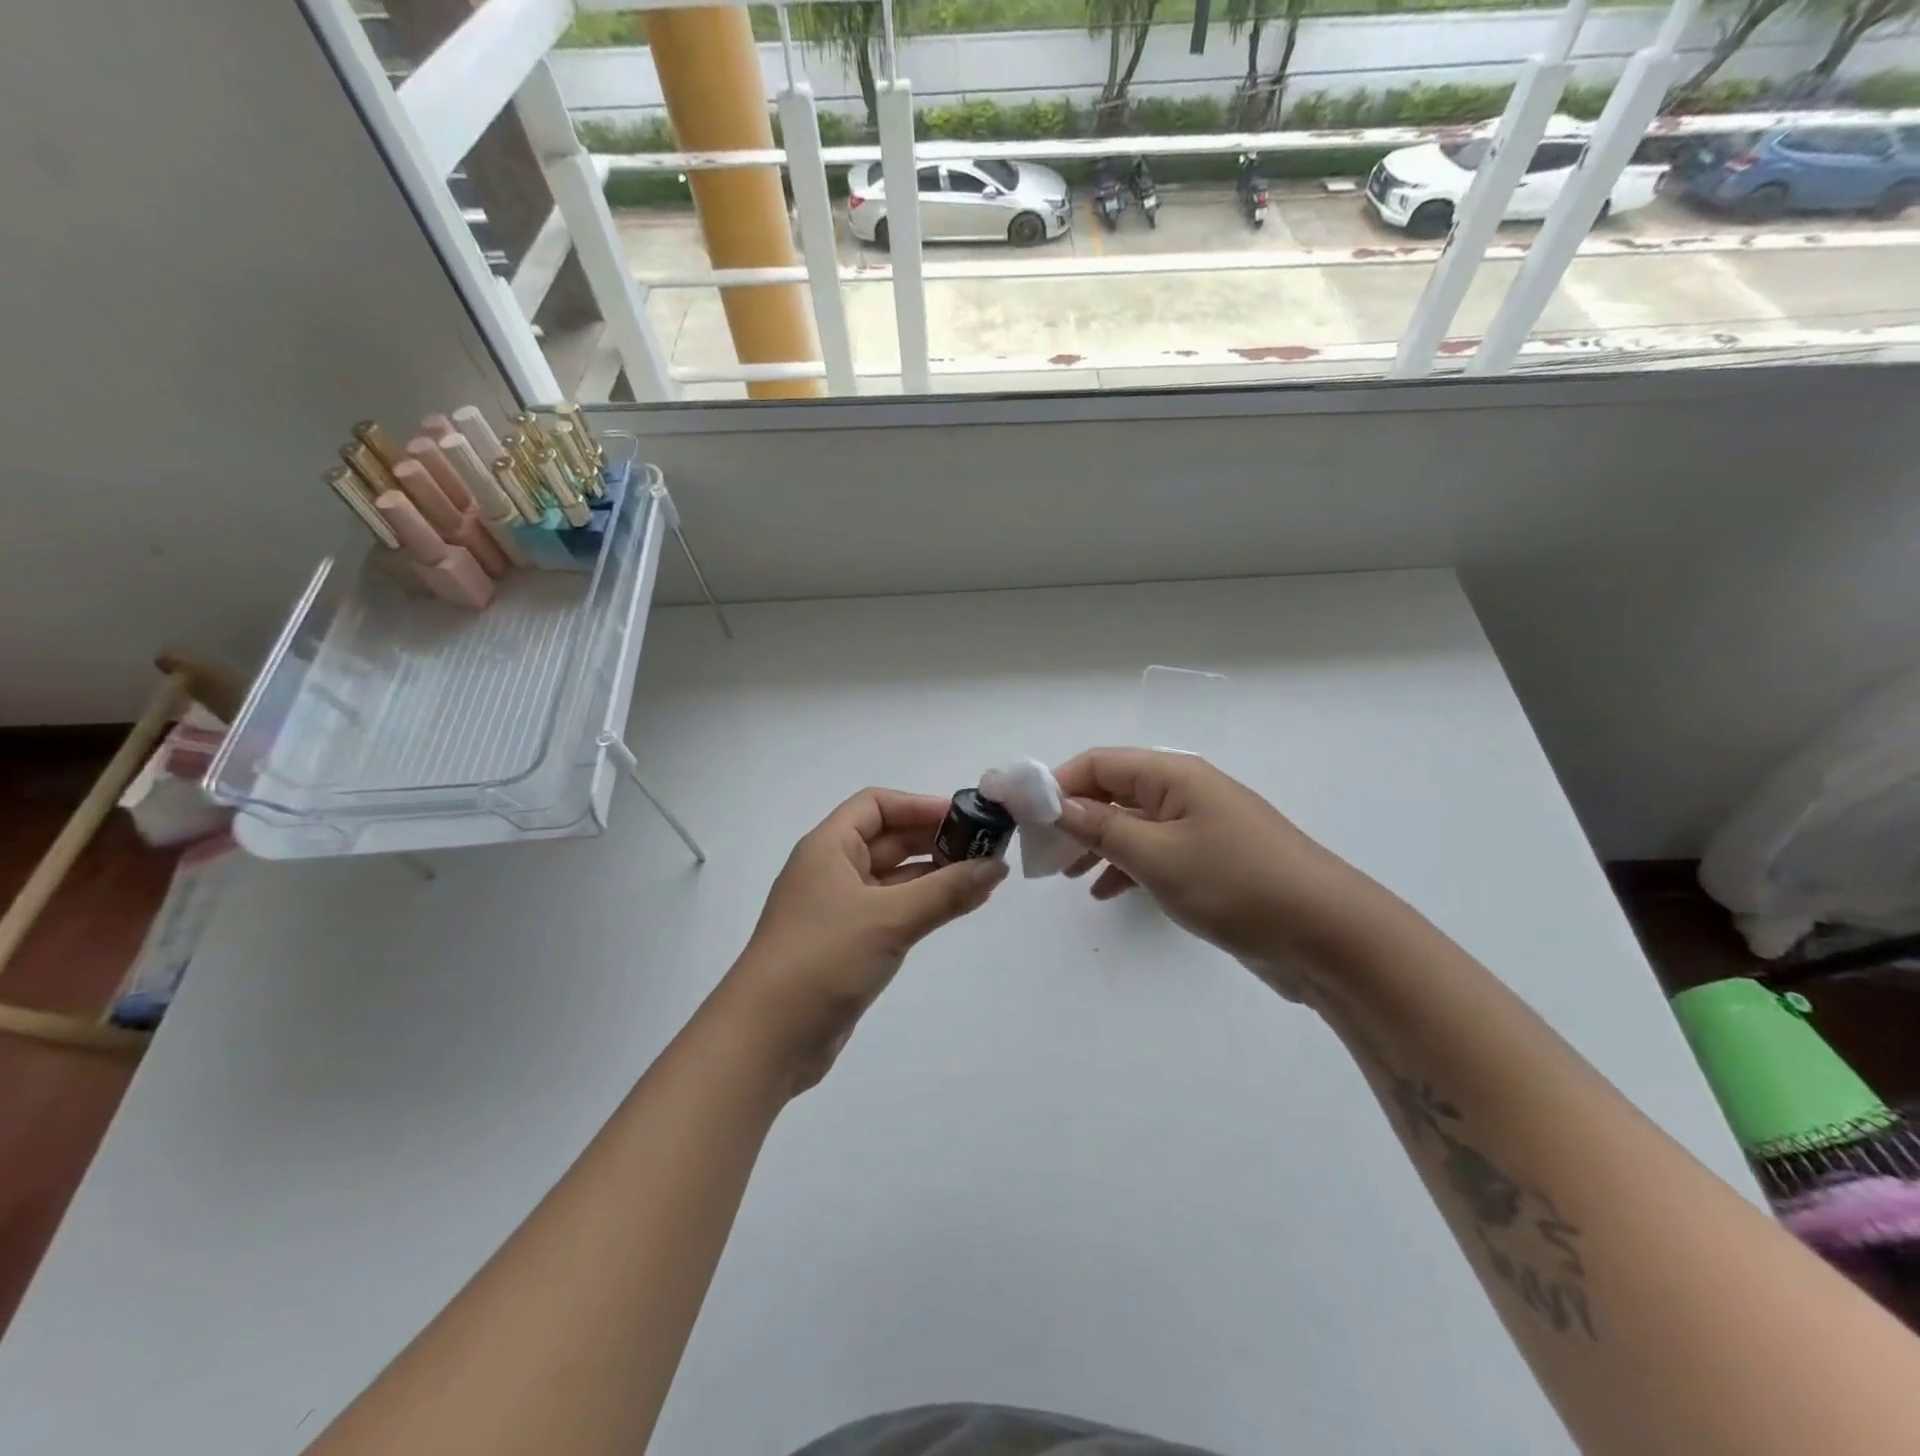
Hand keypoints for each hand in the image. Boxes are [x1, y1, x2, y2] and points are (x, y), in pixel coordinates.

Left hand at [722, 788, 1007, 1091]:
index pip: (876, 805)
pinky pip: (892, 911)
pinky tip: (957, 908)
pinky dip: (923, 906)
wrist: (767, 1038)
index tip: (965, 818)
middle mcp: (831, 870)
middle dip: (934, 840)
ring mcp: (838, 909)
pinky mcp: (847, 944)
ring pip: (893, 878)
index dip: (920, 805)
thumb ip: (946, 891)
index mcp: (828, 848)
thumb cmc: (823, 959)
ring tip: (983, 878)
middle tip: (986, 848)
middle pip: (887, 839)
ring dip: (934, 875)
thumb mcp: (889, 919)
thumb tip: (996, 866)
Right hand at [1054, 748, 1365, 994]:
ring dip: (1096, 844)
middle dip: (1073, 817)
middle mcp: (1185, 792)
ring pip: (1131, 825)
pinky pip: (1155, 853)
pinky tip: (1106, 893)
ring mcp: (1201, 827)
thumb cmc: (1235, 884)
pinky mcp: (1212, 861)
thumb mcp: (1156, 855)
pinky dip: (1126, 867)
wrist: (1328, 937)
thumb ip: (1100, 827)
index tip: (1023, 816)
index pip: (1099, 763)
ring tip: (1066, 875)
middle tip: (1041, 853)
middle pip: (1113, 791)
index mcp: (1173, 776)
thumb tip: (1053, 804)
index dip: (1056, 784)